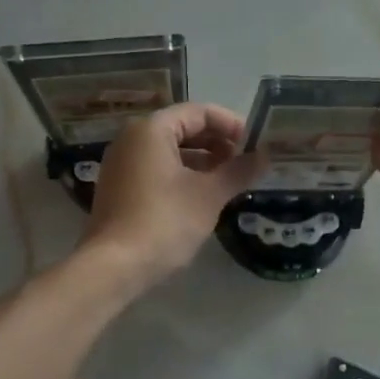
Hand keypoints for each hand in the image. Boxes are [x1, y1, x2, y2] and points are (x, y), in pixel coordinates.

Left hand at [80, 103, 263, 291]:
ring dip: (202, 162)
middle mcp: (131, 139)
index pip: (198, 112)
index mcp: (151, 129)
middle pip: (182, 129)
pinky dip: (182, 175)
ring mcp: (121, 164)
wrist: (114, 266)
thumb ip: (238, 171)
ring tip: (229, 181)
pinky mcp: (119, 189)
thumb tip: (265, 156)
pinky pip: (156, 170)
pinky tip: (202, 197)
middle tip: (245, 163)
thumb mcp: (209, 195)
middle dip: (217, 143)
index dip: (231, 125)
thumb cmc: (165, 221)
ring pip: (170, 151)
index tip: (255, 144)